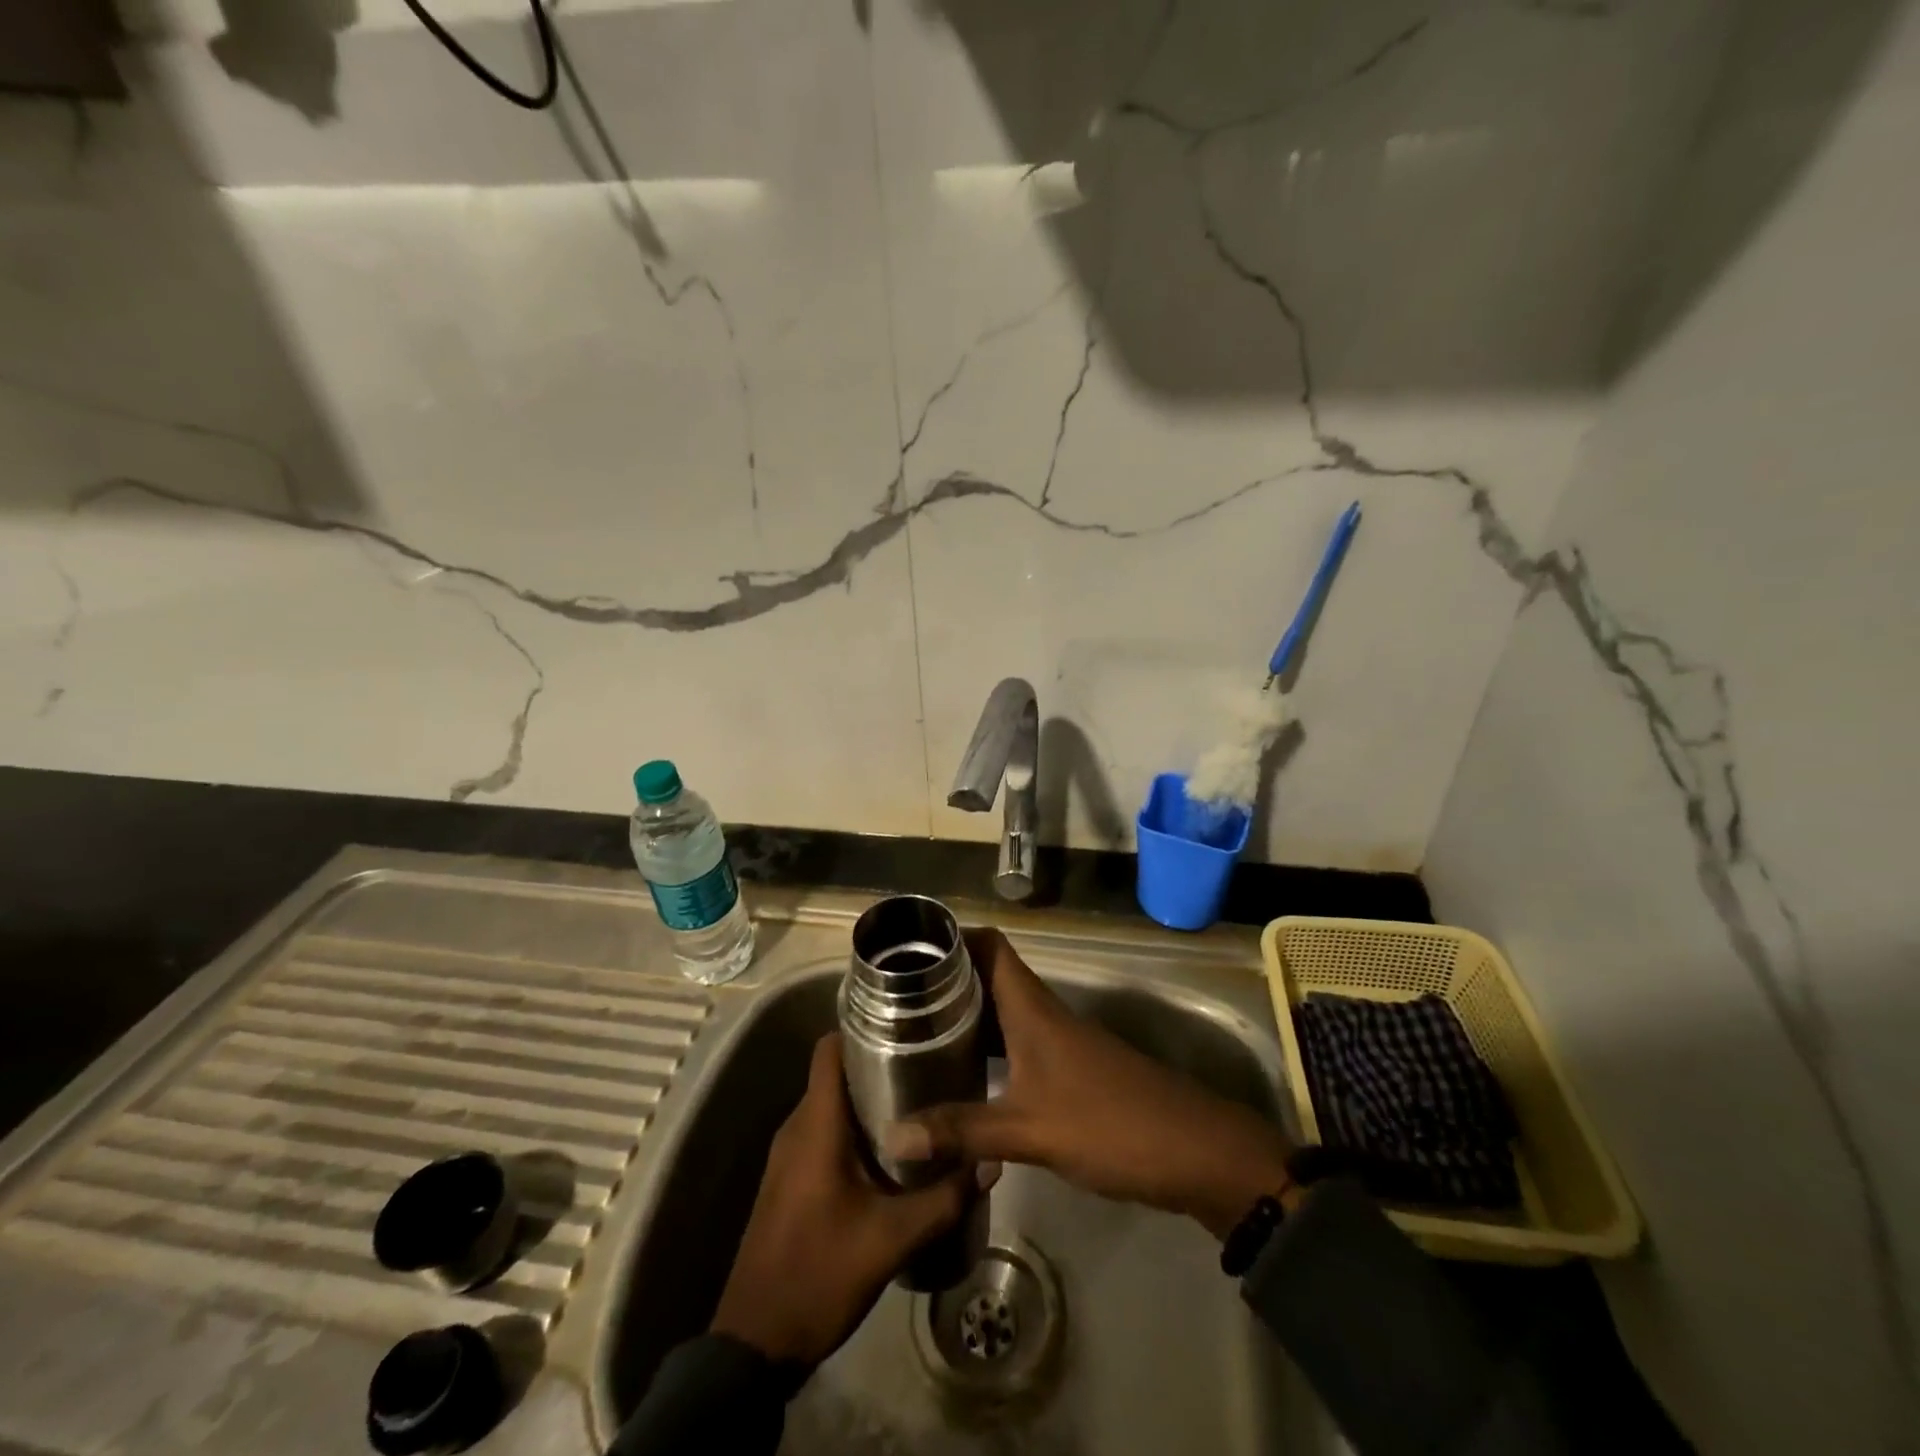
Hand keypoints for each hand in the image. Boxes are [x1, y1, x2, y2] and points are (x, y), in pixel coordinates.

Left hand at [710, 1033, 971, 1366]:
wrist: (754, 1343)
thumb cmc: (818, 1275)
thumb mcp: (891, 1240)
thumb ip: (944, 1199)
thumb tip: (991, 1161)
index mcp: (815, 1125)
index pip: (829, 1049)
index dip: (862, 1027)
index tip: (905, 1025)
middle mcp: (797, 1127)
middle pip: (836, 1074)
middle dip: (879, 1064)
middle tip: (929, 1065)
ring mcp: (789, 1155)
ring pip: (832, 1105)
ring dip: (869, 1100)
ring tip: (920, 1102)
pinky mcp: (790, 1179)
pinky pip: (824, 1133)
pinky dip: (855, 1129)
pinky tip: (892, 1150)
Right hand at [889, 929, 1294, 1238]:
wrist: (1195, 1151)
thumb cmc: (1109, 1124)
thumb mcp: (1029, 1130)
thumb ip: (961, 1130)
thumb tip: (893, 1134)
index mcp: (1032, 1008)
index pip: (989, 946)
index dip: (953, 936)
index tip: (907, 947)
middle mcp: (1043, 1013)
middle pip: (989, 977)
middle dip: (945, 982)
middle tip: (895, 999)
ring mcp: (1059, 1042)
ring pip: (1002, 1013)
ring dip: (965, 1018)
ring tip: (914, 1034)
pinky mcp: (1069, 1071)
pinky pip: (1016, 1045)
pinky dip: (986, 1051)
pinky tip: (962, 1078)